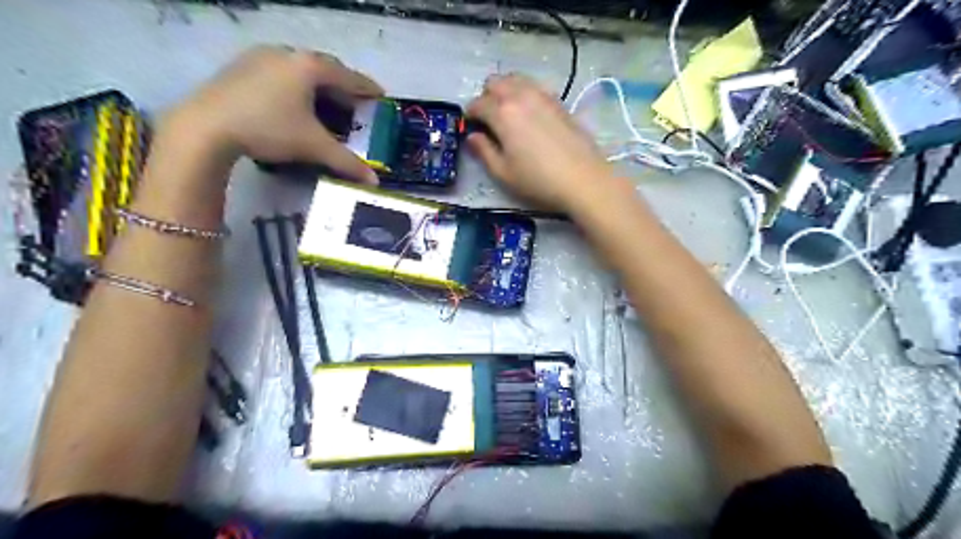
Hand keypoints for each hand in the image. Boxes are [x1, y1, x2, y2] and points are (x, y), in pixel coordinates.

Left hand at [165, 44, 382, 182]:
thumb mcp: (313, 147)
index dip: (367, 87)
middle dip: (343, 86)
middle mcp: (287, 54)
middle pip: (325, 68)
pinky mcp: (241, 66)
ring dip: (318, 85)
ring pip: (301, 68)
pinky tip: (293, 103)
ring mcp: (261, 57)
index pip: (348, 76)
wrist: (205, 127)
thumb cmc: (269, 129)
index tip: (381, 96)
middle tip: (354, 104)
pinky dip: (296, 85)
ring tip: (326, 104)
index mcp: (309, 67)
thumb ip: (347, 162)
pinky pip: (280, 71)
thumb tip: (374, 183)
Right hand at [467, 73, 614, 211]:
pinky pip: (534, 86)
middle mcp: (520, 96)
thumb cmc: (538, 180)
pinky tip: (529, 114)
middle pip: (495, 82)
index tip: (471, 128)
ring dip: (505, 90)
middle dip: (486, 97)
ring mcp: (542, 95)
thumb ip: (484, 152)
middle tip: (489, 120)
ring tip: (508, 114)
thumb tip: (472, 137)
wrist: (582, 179)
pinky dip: (524, 93)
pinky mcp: (558, 101)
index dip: (470, 115)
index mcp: (502, 113)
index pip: (477, 104)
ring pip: (515, 79)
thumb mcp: (503, 173)